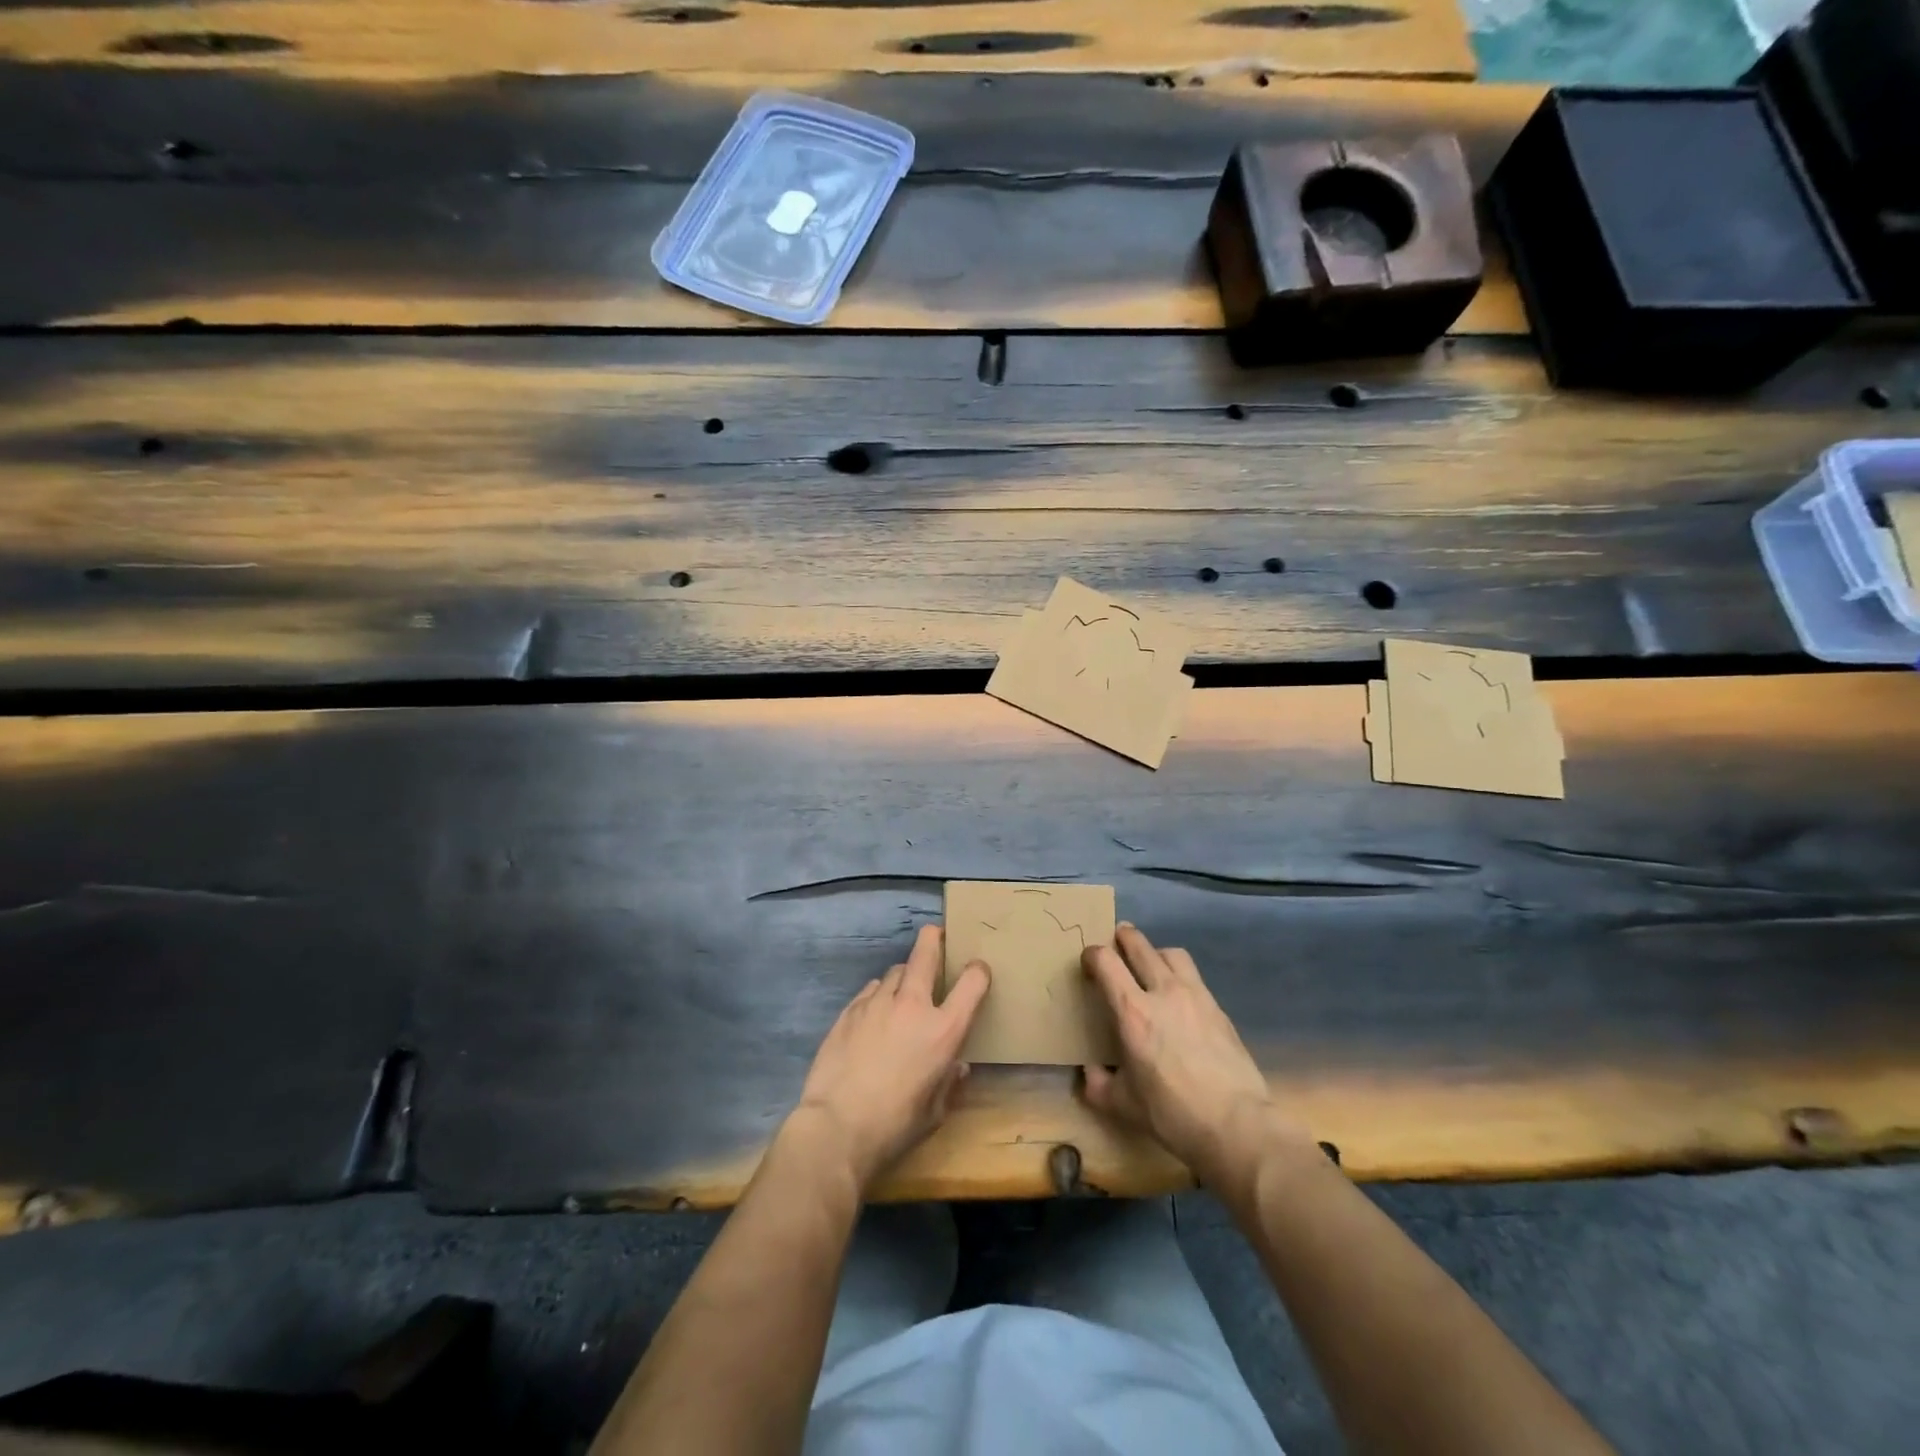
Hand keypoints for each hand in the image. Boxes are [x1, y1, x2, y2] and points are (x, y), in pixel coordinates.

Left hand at [792, 924, 990, 1192]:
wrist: (836, 1127)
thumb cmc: (895, 1126)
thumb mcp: (935, 1112)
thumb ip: (948, 1082)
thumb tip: (957, 1066)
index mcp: (943, 1030)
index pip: (972, 982)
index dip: (979, 971)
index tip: (977, 971)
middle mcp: (912, 1005)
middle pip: (926, 952)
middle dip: (934, 939)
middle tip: (937, 937)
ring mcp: (877, 1003)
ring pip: (895, 970)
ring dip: (905, 976)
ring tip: (903, 990)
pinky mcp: (849, 1010)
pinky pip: (871, 990)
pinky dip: (878, 995)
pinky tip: (875, 1013)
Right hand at [1080, 924, 1315, 1191]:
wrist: (1237, 1125)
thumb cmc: (1172, 1114)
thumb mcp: (1122, 1105)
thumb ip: (1099, 1084)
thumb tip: (1091, 1071)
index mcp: (1132, 1011)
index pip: (1106, 961)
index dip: (1092, 955)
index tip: (1088, 963)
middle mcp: (1163, 992)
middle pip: (1140, 945)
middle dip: (1123, 938)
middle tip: (1116, 943)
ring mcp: (1196, 996)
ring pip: (1172, 953)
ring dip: (1155, 952)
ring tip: (1151, 966)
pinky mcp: (1219, 1009)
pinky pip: (1194, 978)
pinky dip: (1180, 977)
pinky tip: (1180, 1000)